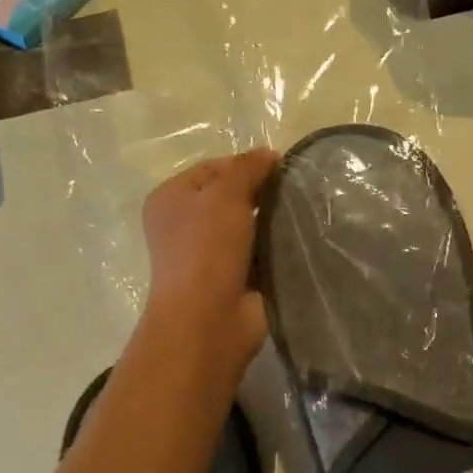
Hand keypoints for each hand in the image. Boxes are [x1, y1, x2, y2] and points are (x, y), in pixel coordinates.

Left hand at [141, 149, 280, 373]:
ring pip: (247, 226)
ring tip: (301, 214)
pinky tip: (296, 242)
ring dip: (270, 222)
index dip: (246, 165)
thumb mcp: (225, 194)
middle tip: (293, 192)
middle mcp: (184, 224)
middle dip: (260, 193)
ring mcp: (207, 254)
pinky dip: (274, 248)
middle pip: (230, 197)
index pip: (213, 168)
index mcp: (171, 198)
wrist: (208, 318)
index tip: (281, 168)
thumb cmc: (207, 248)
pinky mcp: (231, 278)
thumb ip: (247, 168)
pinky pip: (258, 253)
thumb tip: (269, 153)